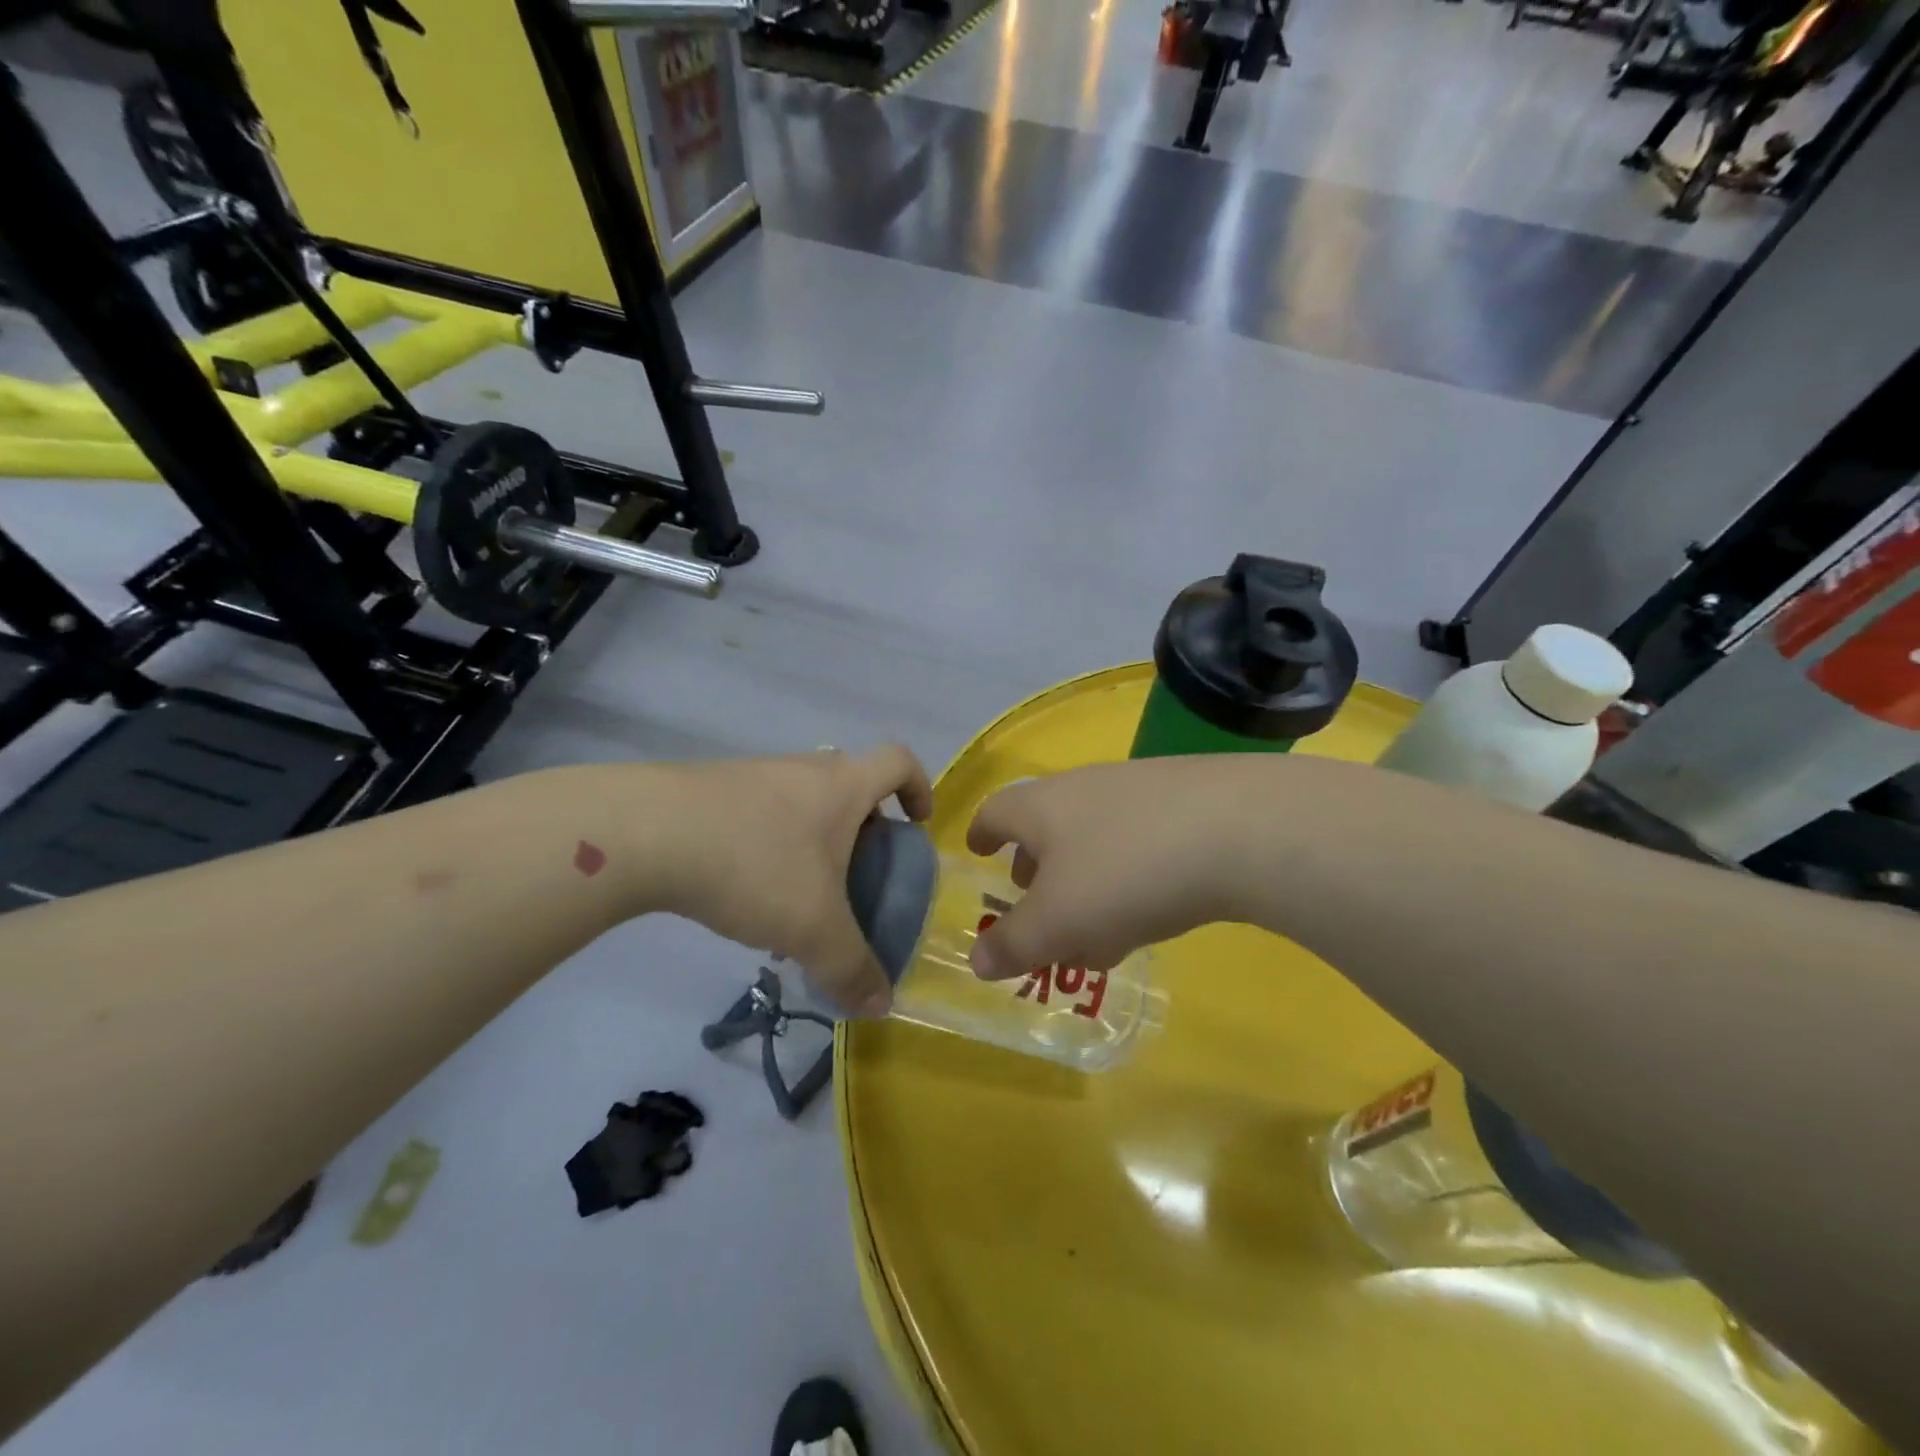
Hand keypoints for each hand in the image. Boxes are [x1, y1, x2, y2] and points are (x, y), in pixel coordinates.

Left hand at [659, 746, 932, 1015]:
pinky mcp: (711, 789)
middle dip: (864, 825)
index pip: (899, 761)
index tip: (916, 825)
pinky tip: (748, 889)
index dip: (918, 787)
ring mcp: (754, 774)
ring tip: (801, 893)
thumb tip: (881, 1006)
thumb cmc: (755, 866)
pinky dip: (770, 843)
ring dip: (814, 838)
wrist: (645, 833)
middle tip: (859, 873)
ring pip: (802, 800)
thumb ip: (852, 969)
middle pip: (850, 783)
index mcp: (842, 784)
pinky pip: (761, 811)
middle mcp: (803, 768)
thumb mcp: (814, 928)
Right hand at [963, 757, 1259, 979]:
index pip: (995, 812)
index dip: (981, 835)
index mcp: (1041, 806)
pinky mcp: (1187, 803)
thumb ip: (1013, 944)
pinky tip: (1152, 913)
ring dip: (1084, 882)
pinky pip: (1139, 843)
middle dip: (1035, 867)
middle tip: (1034, 903)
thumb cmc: (1126, 873)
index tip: (977, 852)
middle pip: (1045, 826)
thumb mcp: (1058, 922)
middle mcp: (1084, 788)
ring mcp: (1138, 791)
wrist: (1242, 829)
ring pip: (1094, 839)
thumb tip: (977, 961)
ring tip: (1095, 931)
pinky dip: (1128, 878)